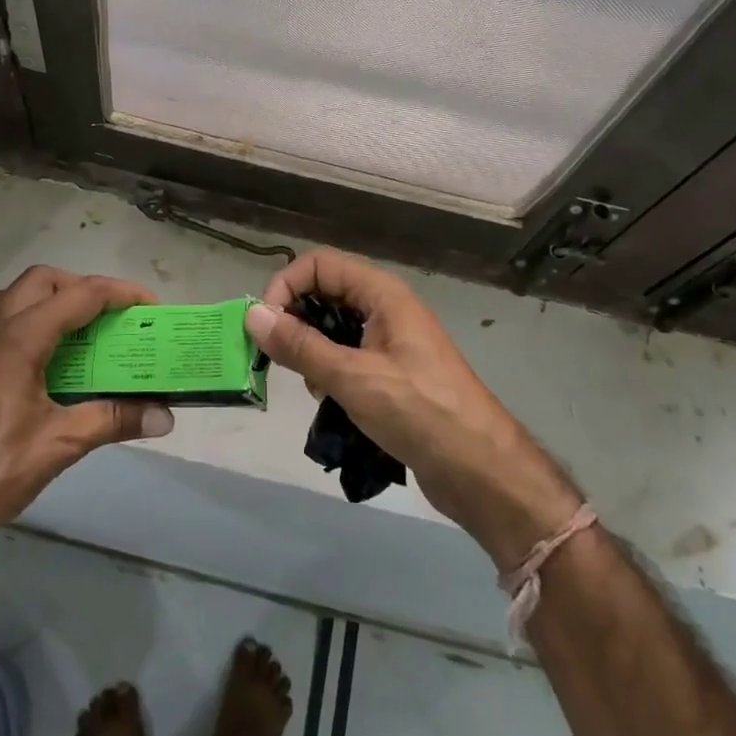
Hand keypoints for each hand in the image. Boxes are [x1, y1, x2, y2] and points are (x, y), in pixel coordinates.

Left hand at [0, 266, 173, 562]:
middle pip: (45, 280)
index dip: (120, 293)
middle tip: (114, 318)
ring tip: (88, 335)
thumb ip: (113, 420)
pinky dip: (36, 321)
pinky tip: (52, 362)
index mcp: (19, 337)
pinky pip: (5, 319)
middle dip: (85, 288)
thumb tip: (165, 417)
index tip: (151, 307)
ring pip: (20, 297)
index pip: (80, 295)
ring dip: (57, 302)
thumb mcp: (59, 445)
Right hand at [247, 248, 581, 567]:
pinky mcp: (391, 374)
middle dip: (295, 322)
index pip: (319, 264)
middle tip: (280, 360)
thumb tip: (253, 315)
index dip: (286, 286)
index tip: (265, 327)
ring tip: (315, 389)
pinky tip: (333, 405)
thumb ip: (301, 345)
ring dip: (312, 354)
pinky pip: (346, 358)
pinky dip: (330, 375)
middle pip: (324, 294)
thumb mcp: (353, 377)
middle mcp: (386, 309)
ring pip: (332, 329)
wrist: (482, 471)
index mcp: (382, 295)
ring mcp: (390, 342)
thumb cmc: (421, 412)